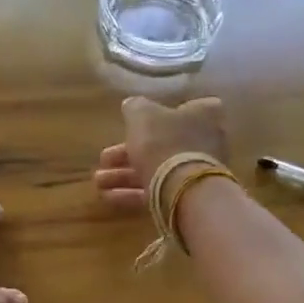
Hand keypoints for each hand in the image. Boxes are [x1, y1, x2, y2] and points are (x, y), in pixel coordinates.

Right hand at [94, 96, 230, 211]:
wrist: (181, 187)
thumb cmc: (163, 141)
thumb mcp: (141, 113)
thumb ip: (135, 106)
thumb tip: (131, 104)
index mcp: (203, 116)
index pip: (189, 107)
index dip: (164, 113)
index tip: (140, 120)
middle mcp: (205, 142)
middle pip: (161, 143)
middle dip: (128, 152)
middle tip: (104, 158)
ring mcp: (196, 172)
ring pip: (154, 169)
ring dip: (123, 175)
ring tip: (98, 180)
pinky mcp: (186, 197)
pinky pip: (155, 191)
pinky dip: (131, 193)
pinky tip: (107, 195)